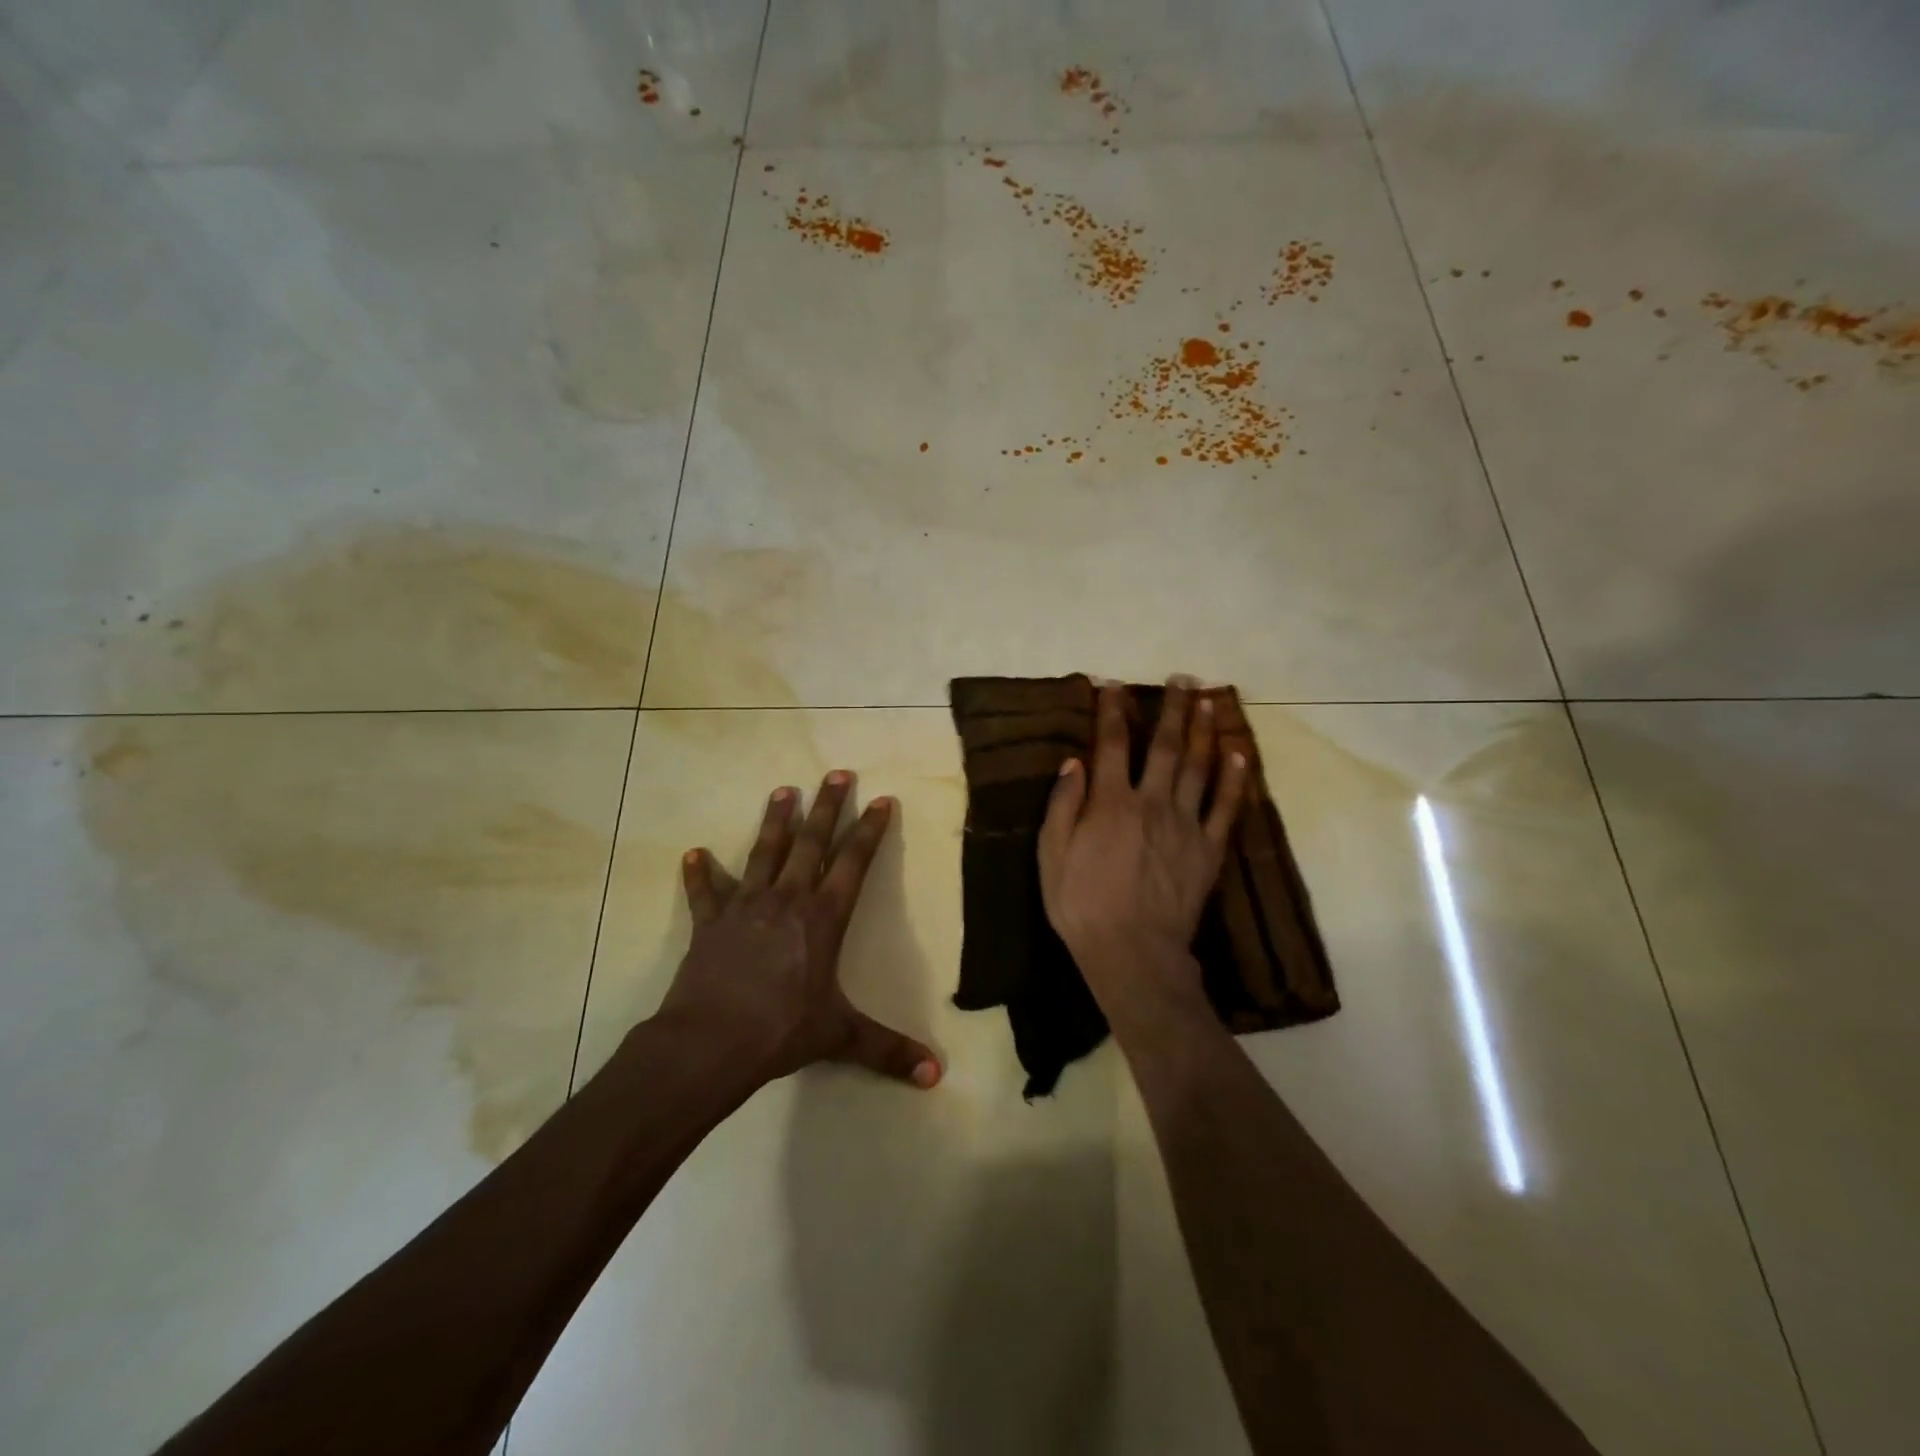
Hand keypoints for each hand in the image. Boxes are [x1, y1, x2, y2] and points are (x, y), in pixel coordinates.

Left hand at [659, 772, 941, 1089]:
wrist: (711, 1042)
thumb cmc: (782, 1031)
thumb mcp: (841, 1037)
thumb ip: (888, 1050)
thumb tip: (936, 1076)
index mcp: (823, 918)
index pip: (853, 863)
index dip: (869, 831)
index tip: (880, 799)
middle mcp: (788, 900)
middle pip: (811, 843)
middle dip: (827, 807)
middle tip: (836, 772)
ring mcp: (746, 906)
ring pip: (764, 853)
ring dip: (774, 821)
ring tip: (783, 790)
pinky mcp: (710, 922)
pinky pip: (705, 893)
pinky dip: (700, 874)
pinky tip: (694, 854)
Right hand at [1039, 680, 1249, 996]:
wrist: (1133, 953)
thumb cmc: (1081, 906)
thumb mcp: (1051, 856)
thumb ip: (1063, 806)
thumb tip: (1073, 762)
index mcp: (1110, 803)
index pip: (1110, 745)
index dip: (1111, 712)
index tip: (1113, 685)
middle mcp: (1151, 802)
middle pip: (1164, 746)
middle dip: (1171, 709)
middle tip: (1182, 679)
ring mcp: (1185, 824)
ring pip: (1198, 766)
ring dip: (1203, 730)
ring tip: (1209, 701)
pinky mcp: (1209, 849)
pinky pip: (1225, 807)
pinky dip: (1234, 778)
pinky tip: (1239, 753)